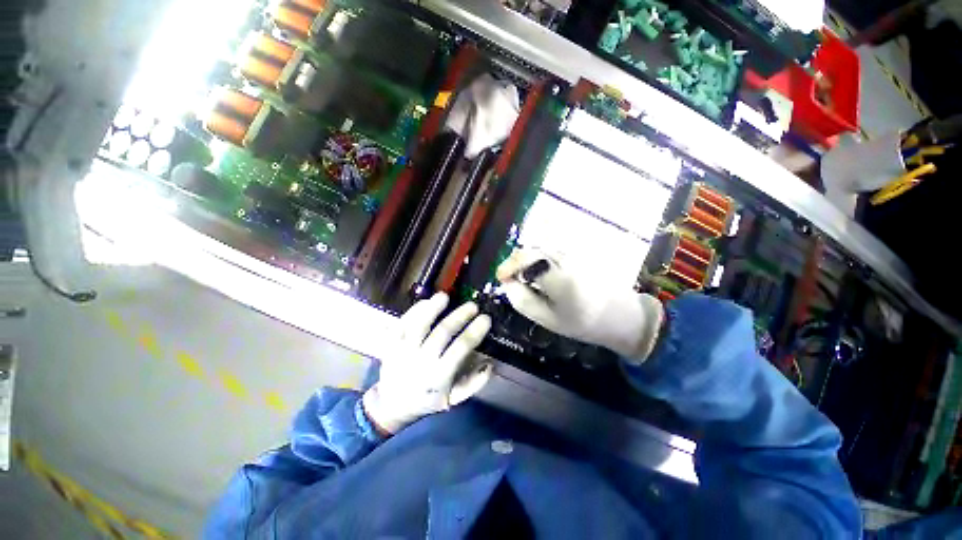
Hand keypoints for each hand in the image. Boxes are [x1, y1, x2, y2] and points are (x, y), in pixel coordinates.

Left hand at [362, 292, 492, 434]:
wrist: (392, 405)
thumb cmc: (427, 400)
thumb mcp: (453, 399)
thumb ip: (474, 383)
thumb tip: (491, 364)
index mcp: (439, 375)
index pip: (460, 348)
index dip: (475, 332)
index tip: (485, 318)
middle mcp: (421, 361)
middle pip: (442, 333)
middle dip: (460, 316)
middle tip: (473, 305)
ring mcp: (404, 351)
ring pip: (419, 325)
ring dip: (432, 309)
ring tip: (445, 296)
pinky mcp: (391, 344)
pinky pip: (402, 324)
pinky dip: (414, 311)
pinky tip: (426, 301)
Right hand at [496, 248, 663, 362]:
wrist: (621, 316)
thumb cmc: (583, 322)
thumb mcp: (548, 319)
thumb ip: (523, 300)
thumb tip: (506, 283)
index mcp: (559, 277)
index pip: (526, 259)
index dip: (509, 266)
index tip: (501, 276)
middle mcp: (567, 257)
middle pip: (533, 246)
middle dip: (516, 260)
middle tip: (510, 275)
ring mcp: (577, 251)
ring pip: (543, 242)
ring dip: (528, 254)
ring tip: (523, 271)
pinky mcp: (582, 249)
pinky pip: (555, 241)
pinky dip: (541, 247)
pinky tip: (540, 263)